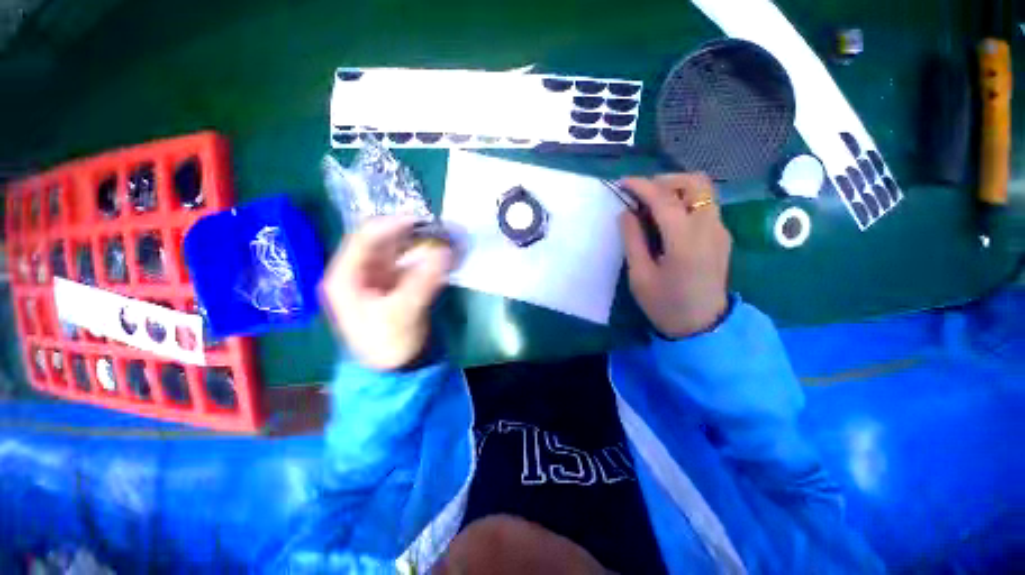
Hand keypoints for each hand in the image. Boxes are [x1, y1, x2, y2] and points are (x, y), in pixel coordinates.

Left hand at [320, 216, 452, 370]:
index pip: (364, 238)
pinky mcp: (391, 284)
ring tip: (441, 238)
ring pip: (395, 250)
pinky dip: (422, 257)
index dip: (391, 225)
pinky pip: (406, 262)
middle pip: (381, 241)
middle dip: (408, 233)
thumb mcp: (404, 313)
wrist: (393, 369)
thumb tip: (445, 251)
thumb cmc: (389, 343)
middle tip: (436, 229)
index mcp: (345, 277)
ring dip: (417, 243)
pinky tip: (438, 255)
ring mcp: (374, 277)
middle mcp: (356, 272)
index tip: (421, 220)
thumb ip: (424, 280)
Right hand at [619, 173, 730, 338]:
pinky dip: (685, 201)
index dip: (641, 186)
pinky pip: (705, 206)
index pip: (665, 199)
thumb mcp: (640, 275)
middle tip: (642, 194)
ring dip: (676, 189)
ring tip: (652, 204)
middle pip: (695, 183)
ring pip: (703, 191)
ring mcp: (720, 230)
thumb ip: (633, 240)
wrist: (703, 327)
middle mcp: (709, 228)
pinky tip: (668, 219)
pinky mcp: (722, 236)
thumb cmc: (665, 304)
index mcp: (685, 241)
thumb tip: (626, 212)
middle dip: (666, 180)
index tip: (622, 183)